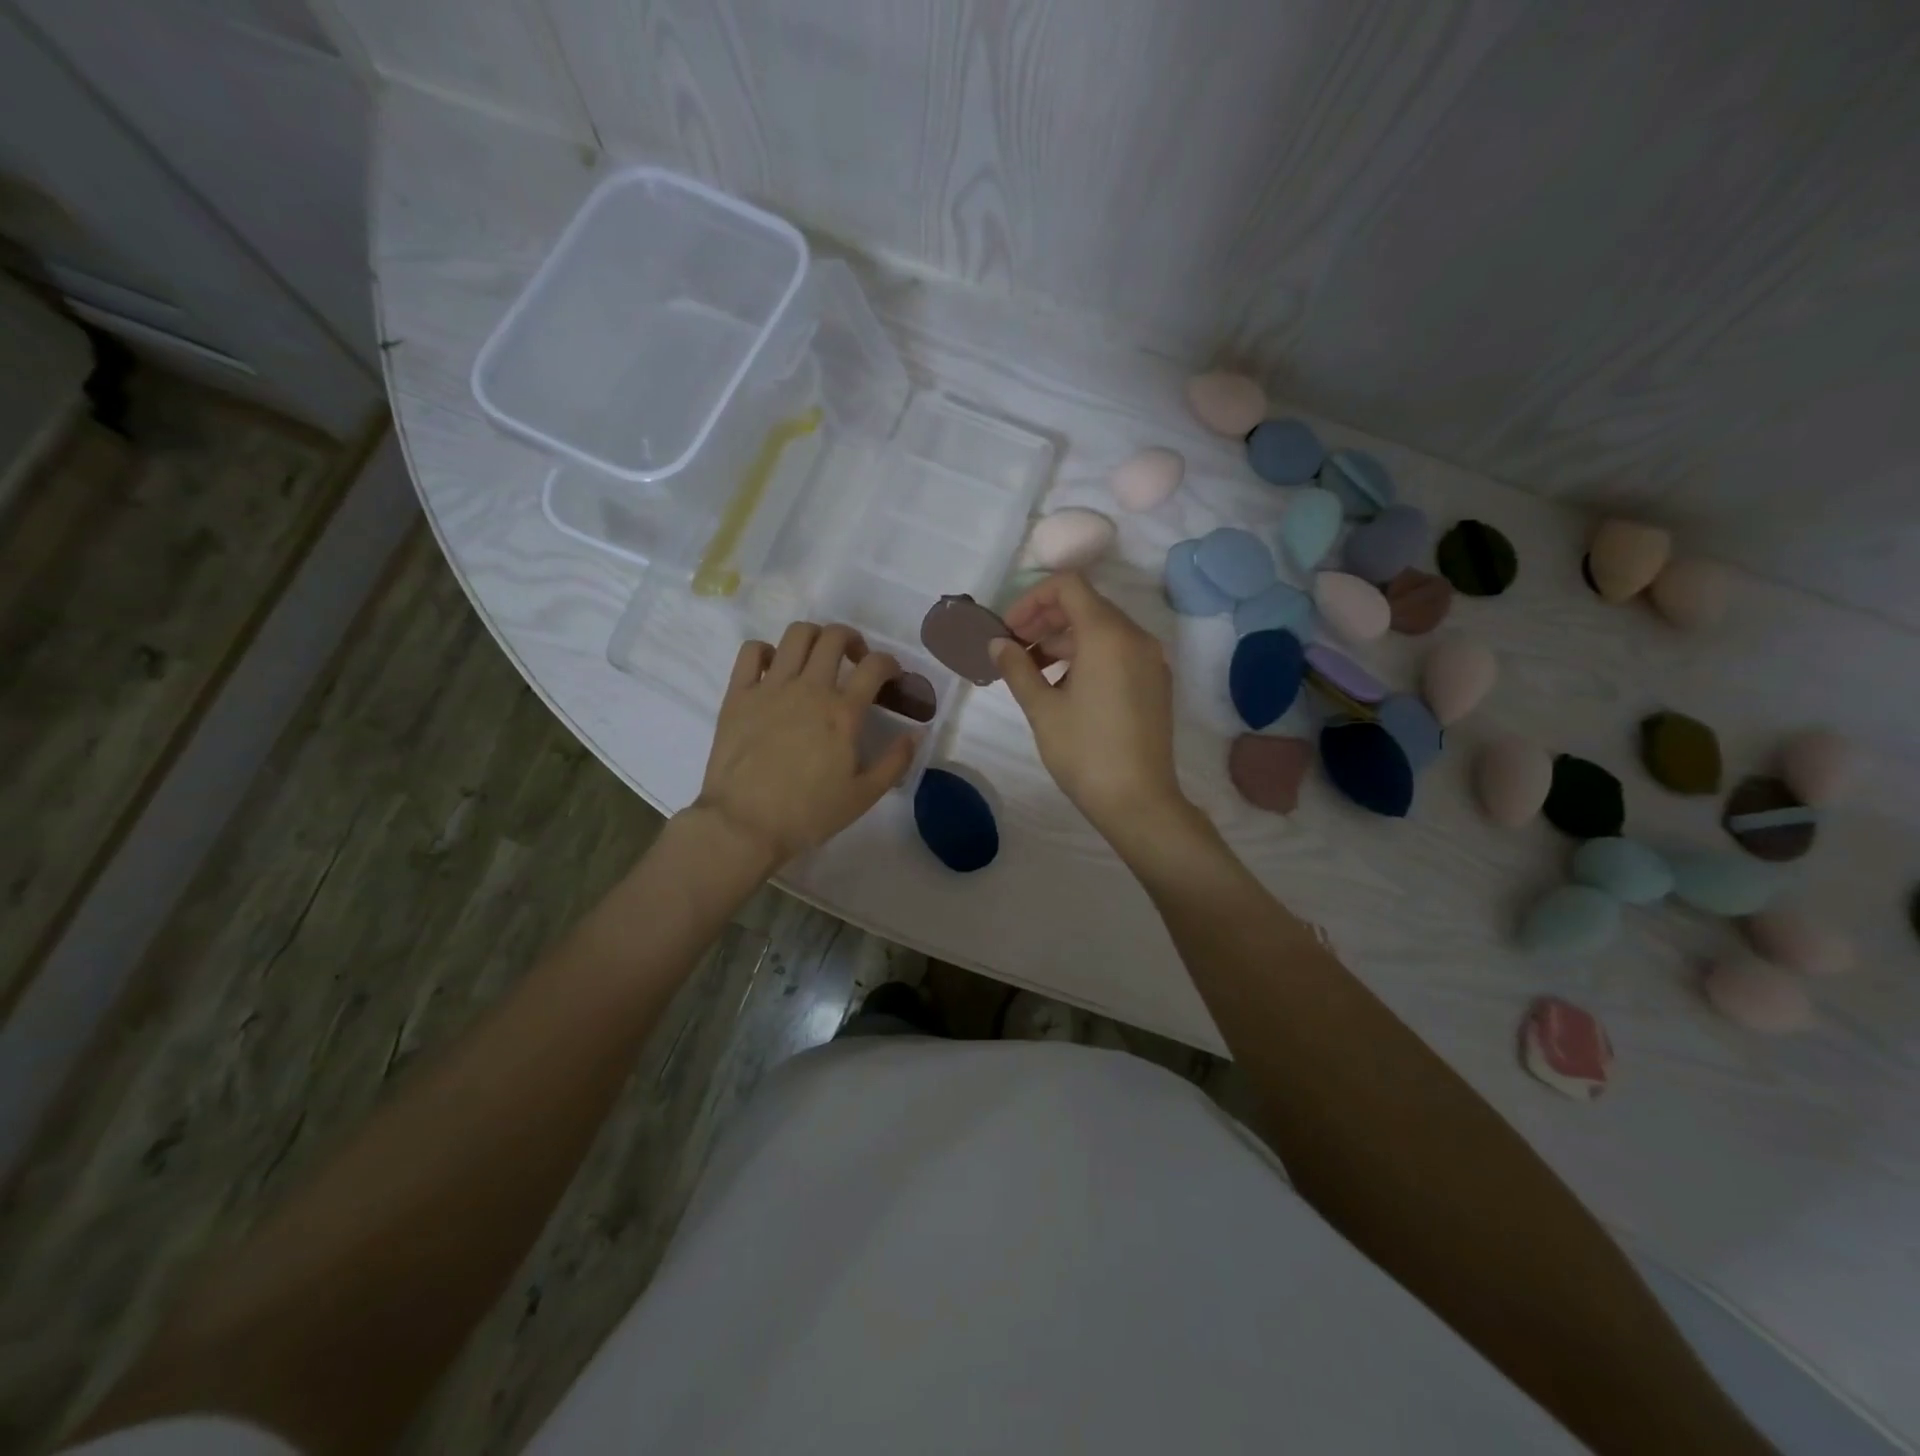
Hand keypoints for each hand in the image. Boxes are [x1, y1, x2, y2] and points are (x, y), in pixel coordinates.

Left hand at [695, 622, 915, 868]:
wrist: (744, 825)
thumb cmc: (809, 814)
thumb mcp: (864, 795)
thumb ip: (896, 761)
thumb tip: (917, 733)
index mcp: (843, 712)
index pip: (875, 666)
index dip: (890, 663)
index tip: (892, 676)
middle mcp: (809, 688)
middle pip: (834, 637)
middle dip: (852, 639)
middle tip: (855, 660)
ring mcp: (771, 687)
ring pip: (796, 635)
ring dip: (814, 637)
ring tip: (817, 657)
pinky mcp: (738, 694)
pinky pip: (751, 652)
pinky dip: (766, 651)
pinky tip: (774, 668)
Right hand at [993, 573, 1187, 837]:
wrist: (1139, 802)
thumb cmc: (1085, 752)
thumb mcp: (1042, 709)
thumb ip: (1017, 668)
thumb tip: (997, 644)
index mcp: (1108, 635)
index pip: (1068, 586)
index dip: (1032, 599)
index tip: (1009, 630)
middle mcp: (1136, 637)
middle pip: (1086, 605)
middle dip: (1045, 620)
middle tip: (1014, 649)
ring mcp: (1151, 659)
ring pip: (1102, 630)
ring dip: (1064, 641)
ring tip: (1032, 672)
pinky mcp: (1155, 682)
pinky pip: (1118, 651)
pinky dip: (1088, 656)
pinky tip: (1063, 687)